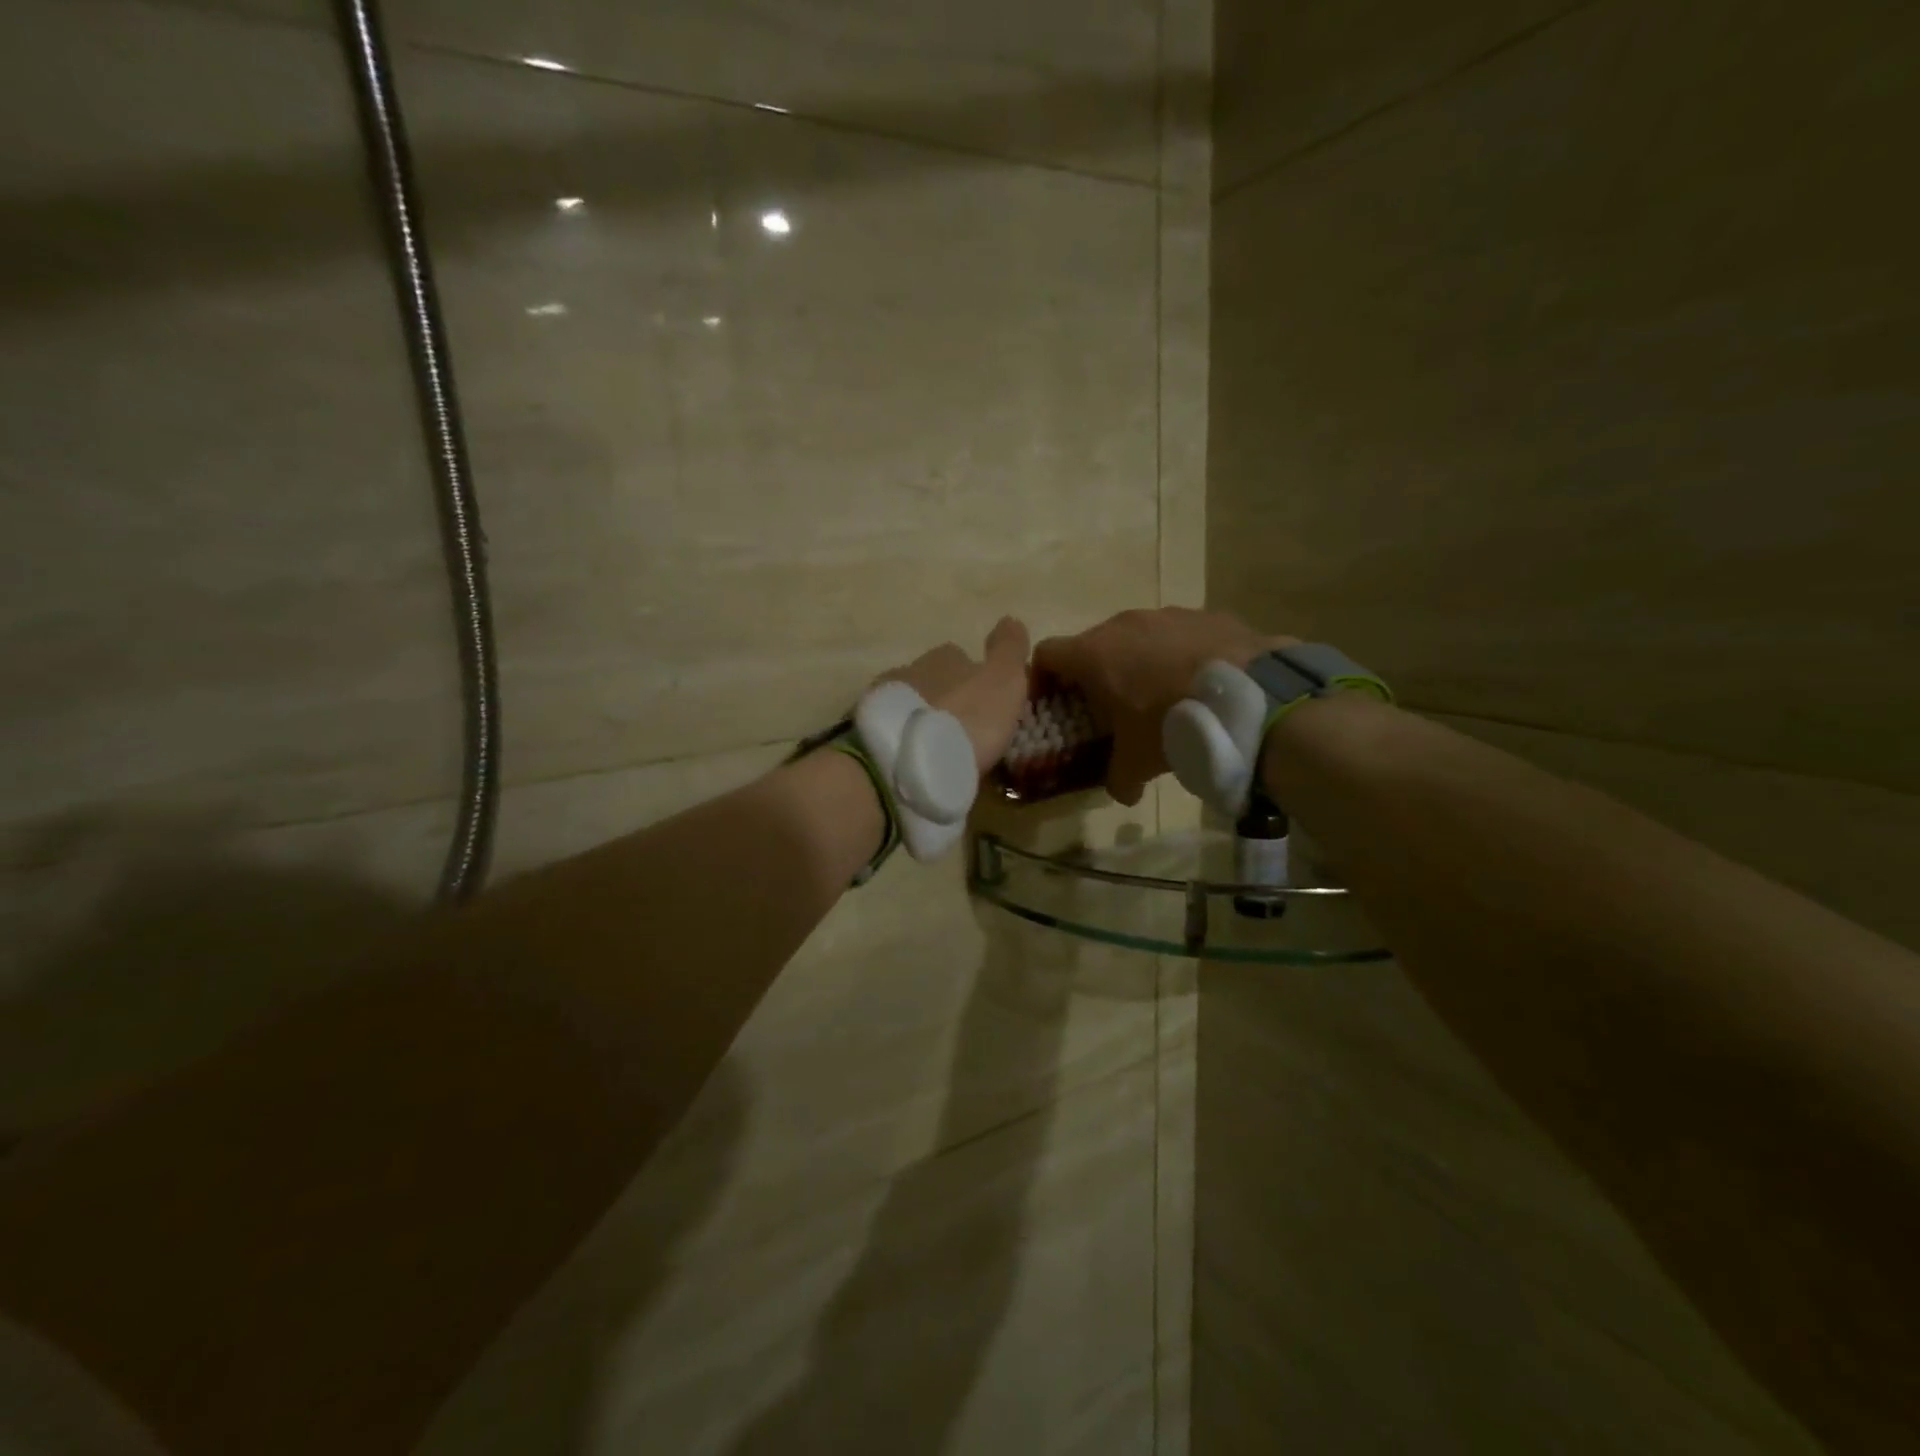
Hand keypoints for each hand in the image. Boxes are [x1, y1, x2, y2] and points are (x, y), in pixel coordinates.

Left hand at [881, 617, 1032, 774]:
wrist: (906, 760)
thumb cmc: (966, 718)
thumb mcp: (1002, 681)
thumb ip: (1009, 650)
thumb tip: (1010, 620)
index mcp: (944, 656)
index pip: (960, 656)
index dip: (974, 677)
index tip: (984, 702)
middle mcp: (909, 669)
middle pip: (932, 679)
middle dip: (945, 698)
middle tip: (962, 727)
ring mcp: (882, 700)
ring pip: (907, 703)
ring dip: (921, 718)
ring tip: (936, 747)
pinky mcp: (866, 731)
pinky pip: (890, 730)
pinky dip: (901, 738)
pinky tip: (912, 758)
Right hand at [1034, 608, 1294, 805]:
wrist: (1248, 696)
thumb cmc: (1172, 723)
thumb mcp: (1138, 761)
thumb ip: (1119, 778)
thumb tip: (1122, 793)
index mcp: (1093, 655)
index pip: (1046, 654)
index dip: (1042, 677)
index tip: (1052, 701)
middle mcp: (1123, 624)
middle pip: (1092, 644)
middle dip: (1094, 674)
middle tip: (1109, 706)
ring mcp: (1166, 614)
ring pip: (1137, 636)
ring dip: (1137, 661)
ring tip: (1160, 694)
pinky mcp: (1205, 614)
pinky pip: (1178, 634)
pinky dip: (1178, 654)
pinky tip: (1198, 682)